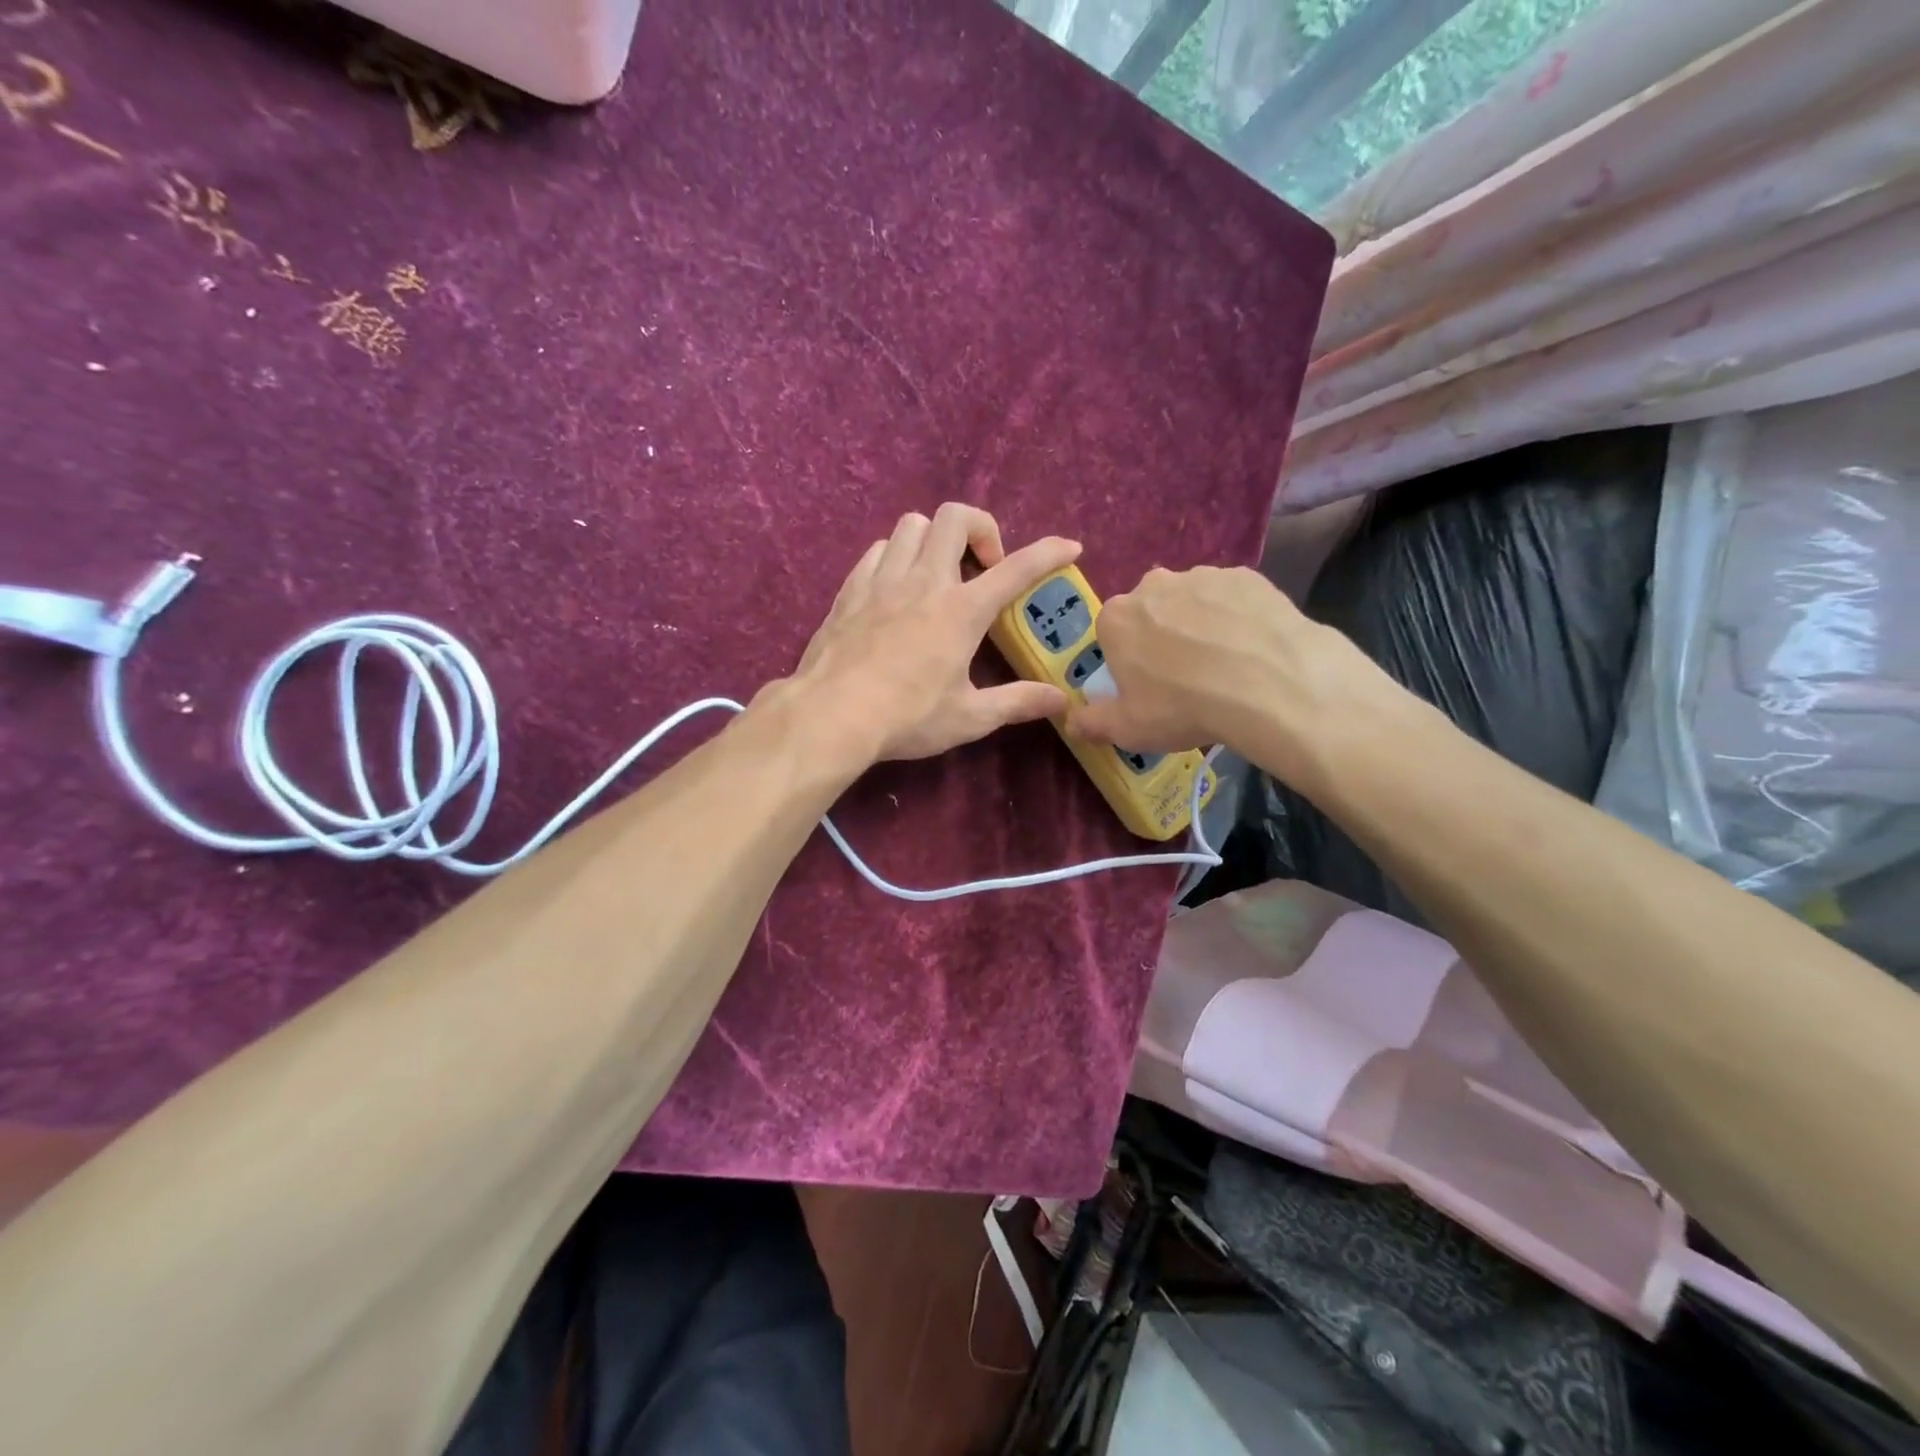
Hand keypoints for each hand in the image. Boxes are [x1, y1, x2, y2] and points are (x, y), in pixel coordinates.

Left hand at [788, 504, 1081, 763]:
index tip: (1070, 547)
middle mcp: (924, 581)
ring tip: (939, 573)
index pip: (1017, 569)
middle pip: (955, 517)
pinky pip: (878, 549)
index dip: (1049, 552)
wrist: (832, 715)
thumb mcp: (970, 717)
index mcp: (961, 610)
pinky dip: (897, 556)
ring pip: (912, 525)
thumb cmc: (907, 717)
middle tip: (984, 568)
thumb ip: (1018, 702)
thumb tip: (1061, 700)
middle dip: (981, 529)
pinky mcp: (851, 590)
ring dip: (935, 538)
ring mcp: (883, 580)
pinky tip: (897, 586)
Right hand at [1066, 565, 1384, 784]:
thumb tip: (1071, 721)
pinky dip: (1237, 618)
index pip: (1112, 634)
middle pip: (1151, 611)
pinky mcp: (1248, 577)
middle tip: (1185, 676)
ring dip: (1200, 625)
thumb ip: (1091, 722)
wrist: (1270, 685)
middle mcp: (1154, 585)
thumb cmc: (1183, 706)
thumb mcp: (1128, 728)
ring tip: (1225, 665)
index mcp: (1117, 618)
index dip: (1127, 660)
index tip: (1146, 685)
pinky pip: (1233, 599)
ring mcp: (1203, 576)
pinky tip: (1252, 648)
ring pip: (1193, 602)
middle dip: (1161, 636)